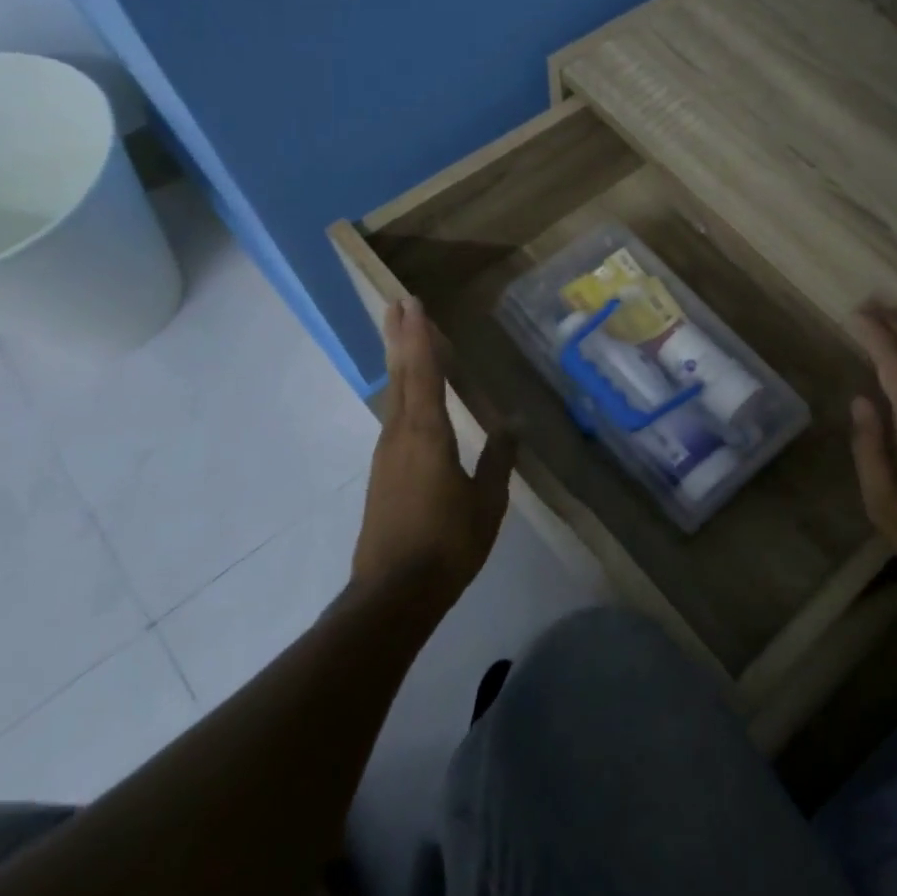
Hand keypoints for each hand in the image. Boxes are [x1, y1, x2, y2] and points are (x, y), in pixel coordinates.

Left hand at [353, 296, 515, 605]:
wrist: (394, 593)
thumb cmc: (449, 543)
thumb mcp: (487, 502)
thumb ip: (498, 459)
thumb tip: (513, 425)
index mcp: (429, 434)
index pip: (424, 372)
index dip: (420, 336)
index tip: (412, 303)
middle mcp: (401, 434)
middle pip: (400, 375)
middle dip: (399, 337)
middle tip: (396, 303)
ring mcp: (387, 453)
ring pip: (393, 395)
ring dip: (398, 361)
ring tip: (402, 336)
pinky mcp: (384, 472)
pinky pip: (394, 416)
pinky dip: (401, 391)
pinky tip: (409, 396)